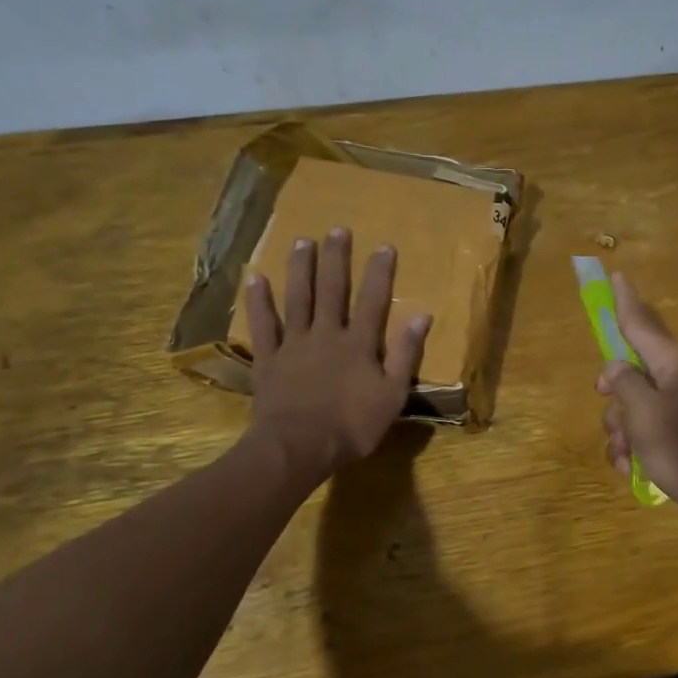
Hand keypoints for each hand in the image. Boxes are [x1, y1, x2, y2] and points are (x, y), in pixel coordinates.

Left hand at [244, 227, 430, 483]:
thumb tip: (421, 317)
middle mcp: (326, 334)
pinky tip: (256, 278)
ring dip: (300, 269)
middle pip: (332, 290)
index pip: (374, 300)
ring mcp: (294, 344)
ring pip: (297, 299)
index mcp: (359, 344)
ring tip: (302, 241)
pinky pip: (263, 325)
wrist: (298, 447)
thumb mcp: (392, 396)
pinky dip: (259, 302)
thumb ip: (406, 355)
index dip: (380, 273)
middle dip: (336, 259)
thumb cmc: (352, 426)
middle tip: (337, 230)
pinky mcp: (268, 359)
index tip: (384, 246)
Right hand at [597, 272, 677, 539]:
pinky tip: (632, 470)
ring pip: (638, 407)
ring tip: (625, 457)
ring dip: (622, 431)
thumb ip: (624, 383)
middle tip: (610, 411)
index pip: (642, 325)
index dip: (625, 302)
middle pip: (634, 373)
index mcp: (675, 365)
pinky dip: (637, 448)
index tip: (617, 276)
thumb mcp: (644, 414)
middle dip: (614, 398)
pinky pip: (652, 432)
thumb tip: (616, 368)